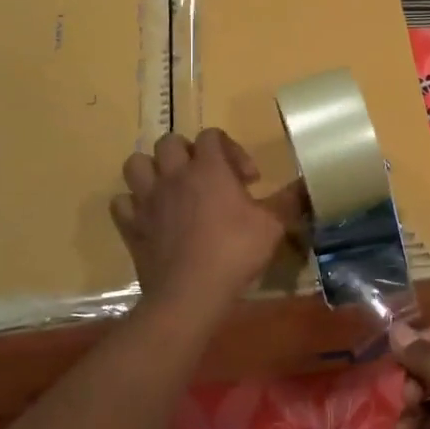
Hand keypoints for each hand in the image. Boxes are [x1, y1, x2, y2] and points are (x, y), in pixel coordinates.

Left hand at [111, 129, 305, 315]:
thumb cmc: (235, 252)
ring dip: (153, 170)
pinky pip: (122, 202)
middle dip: (188, 153)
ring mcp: (147, 199)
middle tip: (207, 178)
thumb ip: (289, 200)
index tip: (248, 179)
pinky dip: (134, 205)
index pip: (212, 135)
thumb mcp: (273, 225)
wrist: (190, 293)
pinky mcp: (131, 225)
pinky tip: (150, 216)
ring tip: (171, 188)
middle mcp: (174, 175)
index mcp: (209, 168)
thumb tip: (307, 183)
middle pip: (169, 142)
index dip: (231, 150)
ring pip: (137, 164)